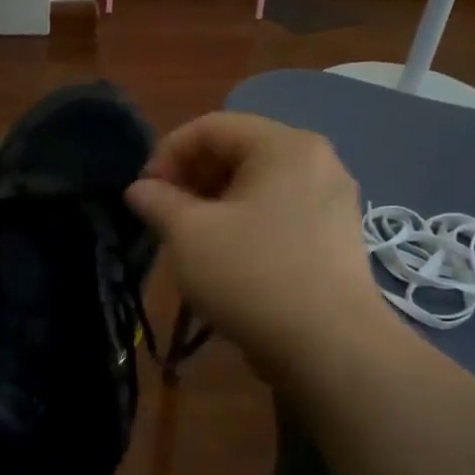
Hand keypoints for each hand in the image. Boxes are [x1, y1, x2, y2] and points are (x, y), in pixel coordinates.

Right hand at [124, 113, 390, 379]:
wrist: (330, 348)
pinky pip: (278, 212)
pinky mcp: (335, 237)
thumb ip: (157, 202)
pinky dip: (243, 223)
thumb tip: (140, 190)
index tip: (144, 193)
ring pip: (257, 185)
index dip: (167, 153)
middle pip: (237, 151)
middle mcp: (316, 161)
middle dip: (190, 179)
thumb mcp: (188, 235)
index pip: (211, 127)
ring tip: (188, 239)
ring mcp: (332, 200)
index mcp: (284, 146)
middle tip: (163, 216)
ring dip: (213, 203)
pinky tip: (225, 258)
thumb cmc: (252, 277)